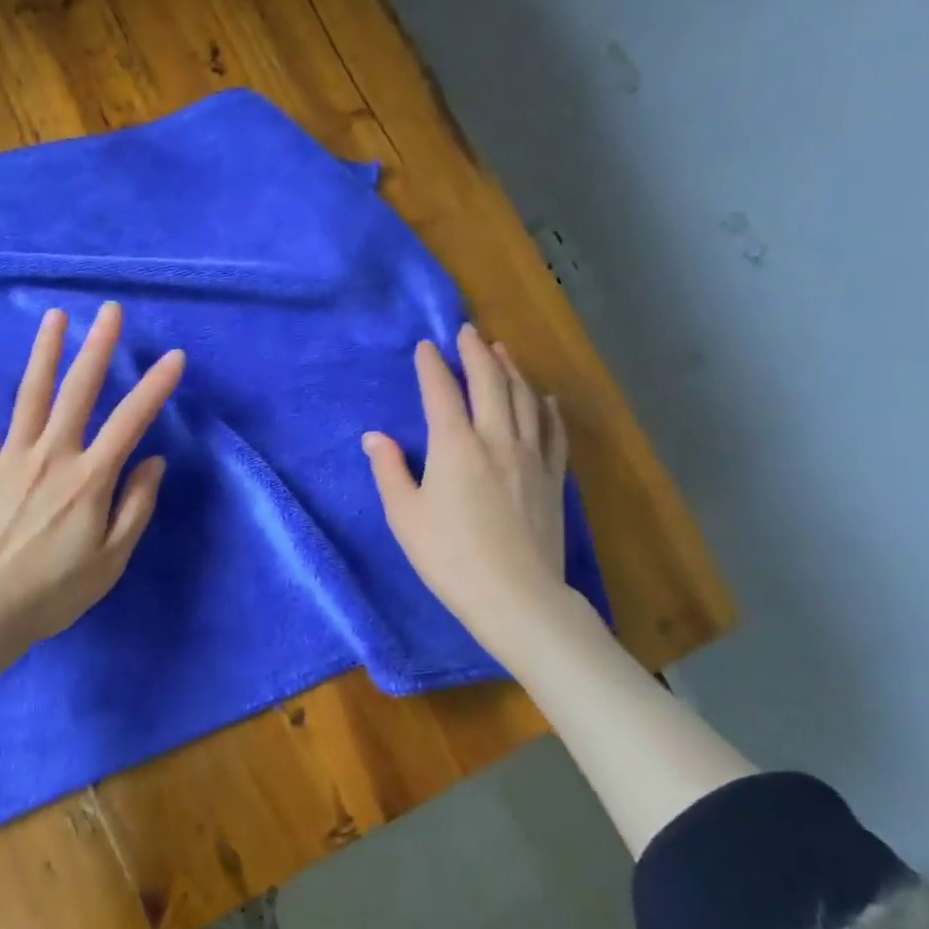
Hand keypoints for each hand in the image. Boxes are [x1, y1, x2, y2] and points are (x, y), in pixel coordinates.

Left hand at [0, 302, 184, 665]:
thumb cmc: (52, 592)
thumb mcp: (111, 560)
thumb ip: (136, 506)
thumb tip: (154, 461)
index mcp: (89, 477)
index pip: (131, 420)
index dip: (155, 386)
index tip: (174, 357)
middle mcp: (52, 454)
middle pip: (79, 390)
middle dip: (98, 347)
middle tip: (109, 310)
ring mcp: (10, 457)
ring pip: (30, 393)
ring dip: (45, 352)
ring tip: (56, 316)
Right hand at [362, 323, 571, 650]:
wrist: (517, 597)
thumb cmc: (450, 557)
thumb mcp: (405, 515)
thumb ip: (389, 470)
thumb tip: (375, 436)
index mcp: (454, 445)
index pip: (441, 392)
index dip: (432, 365)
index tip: (426, 346)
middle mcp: (496, 439)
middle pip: (489, 382)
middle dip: (476, 352)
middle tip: (468, 331)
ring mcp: (531, 456)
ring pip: (524, 399)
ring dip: (511, 369)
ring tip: (501, 350)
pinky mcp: (553, 478)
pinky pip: (554, 431)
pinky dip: (547, 408)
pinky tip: (544, 398)